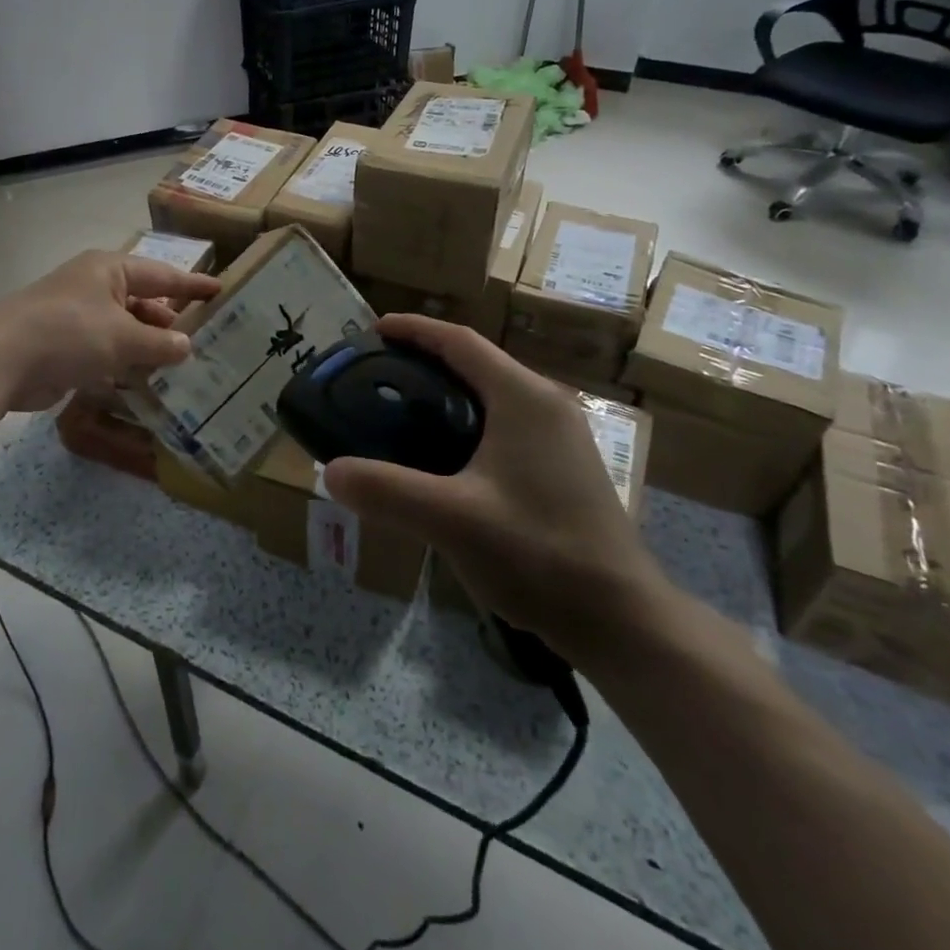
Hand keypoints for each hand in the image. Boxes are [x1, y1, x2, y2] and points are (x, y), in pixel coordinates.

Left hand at [0, 250, 220, 411]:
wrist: (2, 358)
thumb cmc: (70, 332)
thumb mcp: (123, 336)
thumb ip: (160, 342)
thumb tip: (187, 346)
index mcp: (110, 270)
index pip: (162, 275)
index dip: (192, 285)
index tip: (221, 291)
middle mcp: (95, 288)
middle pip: (143, 302)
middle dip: (170, 322)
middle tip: (205, 341)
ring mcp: (78, 317)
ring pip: (124, 330)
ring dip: (148, 348)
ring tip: (183, 368)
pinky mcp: (66, 347)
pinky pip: (106, 352)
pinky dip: (125, 364)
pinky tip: (147, 383)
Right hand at [322, 314, 667, 649]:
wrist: (620, 619)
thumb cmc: (538, 554)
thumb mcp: (451, 519)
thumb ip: (386, 491)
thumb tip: (329, 471)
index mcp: (523, 397)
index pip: (459, 341)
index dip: (414, 330)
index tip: (373, 330)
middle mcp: (546, 404)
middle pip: (476, 362)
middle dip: (425, 360)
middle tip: (376, 375)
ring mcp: (561, 436)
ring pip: (492, 394)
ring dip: (447, 392)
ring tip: (401, 412)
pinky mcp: (564, 466)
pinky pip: (505, 424)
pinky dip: (467, 422)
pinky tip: (443, 458)